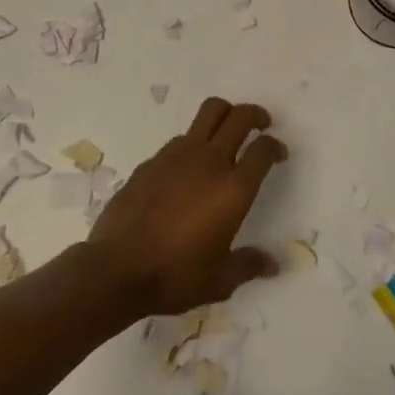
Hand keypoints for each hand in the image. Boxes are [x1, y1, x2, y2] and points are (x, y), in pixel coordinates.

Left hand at [87, 97, 287, 315]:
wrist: (116, 269)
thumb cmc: (175, 275)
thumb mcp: (220, 280)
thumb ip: (248, 265)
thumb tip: (273, 265)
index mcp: (233, 188)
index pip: (263, 150)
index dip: (276, 146)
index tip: (278, 154)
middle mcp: (209, 162)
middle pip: (238, 116)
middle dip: (255, 115)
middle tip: (261, 125)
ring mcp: (177, 156)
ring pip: (208, 113)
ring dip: (224, 118)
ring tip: (225, 137)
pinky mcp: (152, 161)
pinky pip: (181, 139)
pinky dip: (193, 143)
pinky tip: (188, 168)